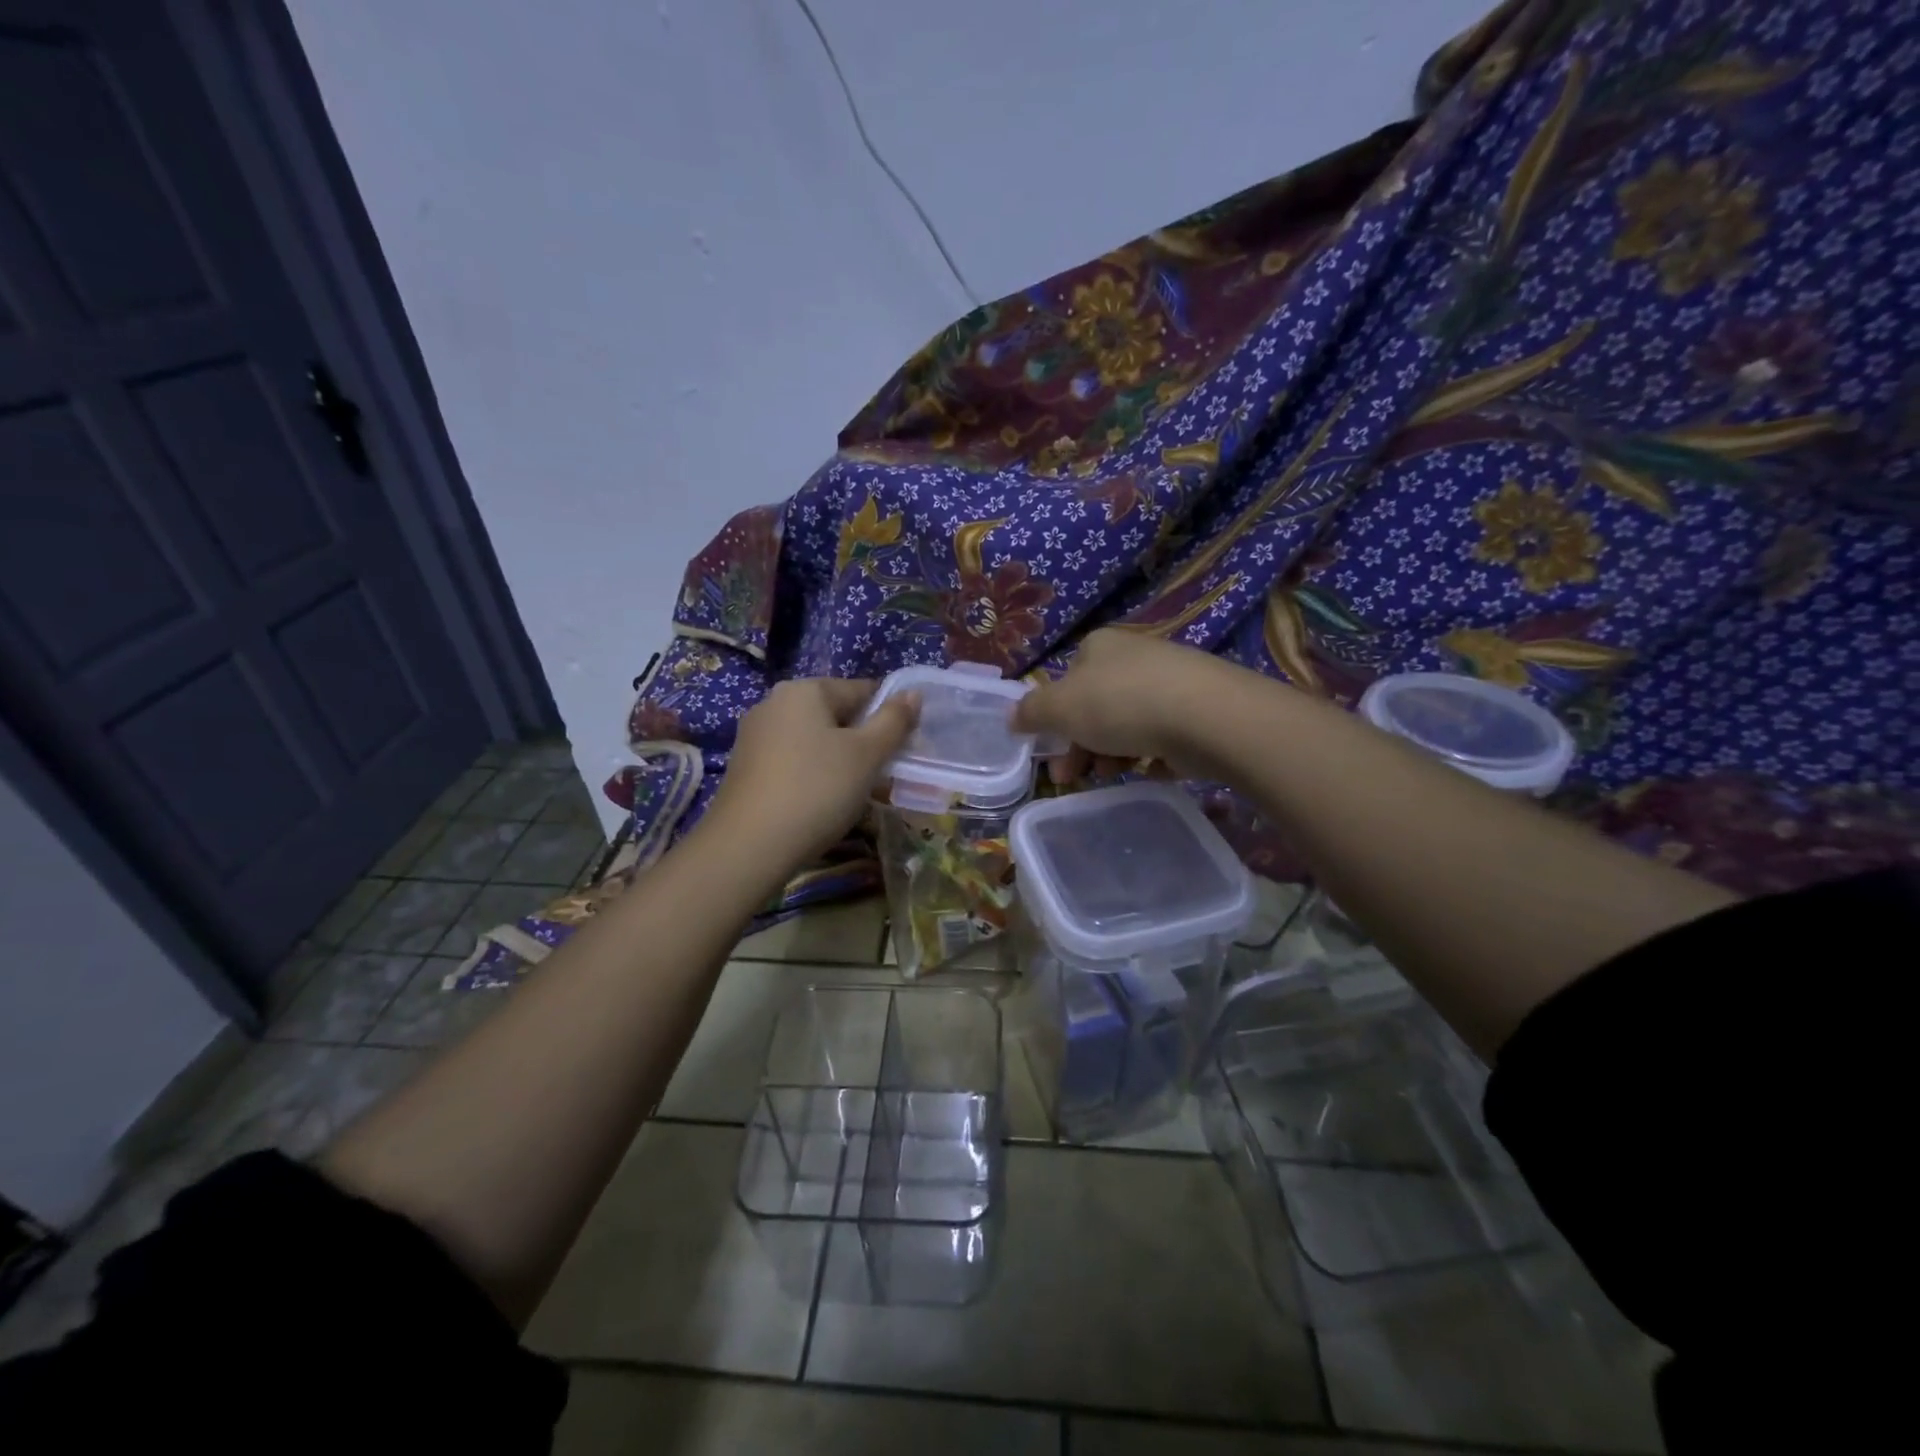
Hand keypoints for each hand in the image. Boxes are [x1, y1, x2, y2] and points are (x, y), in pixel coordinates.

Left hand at [706, 678, 919, 863]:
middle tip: (881, 775)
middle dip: (862, 741)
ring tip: (854, 794)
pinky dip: (812, 776)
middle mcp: (774, 703)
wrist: (748, 847)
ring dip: (839, 761)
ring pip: (814, 740)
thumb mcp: (867, 755)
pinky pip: (793, 761)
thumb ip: (894, 721)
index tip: (902, 749)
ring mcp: (754, 736)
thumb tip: (913, 693)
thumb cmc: (817, 790)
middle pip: (835, 714)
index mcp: (804, 690)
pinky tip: (821, 804)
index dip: (889, 716)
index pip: (862, 689)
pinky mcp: (745, 768)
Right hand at [1012, 629, 1237, 783]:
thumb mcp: (1060, 708)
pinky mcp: (1198, 710)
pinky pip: (1163, 737)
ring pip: (1128, 724)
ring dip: (1111, 754)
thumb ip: (1032, 712)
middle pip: (1096, 706)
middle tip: (1072, 777)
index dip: (1055, 718)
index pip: (1067, 680)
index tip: (1050, 751)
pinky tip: (1148, 772)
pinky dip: (1150, 756)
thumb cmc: (1121, 704)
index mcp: (1099, 647)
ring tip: (1111, 776)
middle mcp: (1135, 657)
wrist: (1206, 716)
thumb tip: (1011, 717)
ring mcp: (1171, 682)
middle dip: (1080, 744)